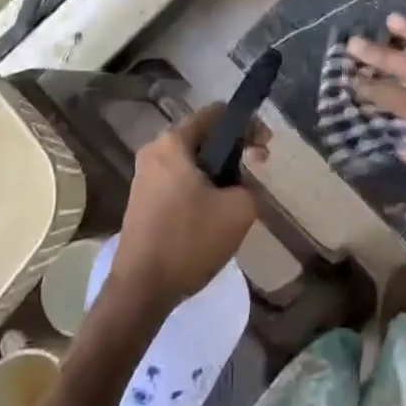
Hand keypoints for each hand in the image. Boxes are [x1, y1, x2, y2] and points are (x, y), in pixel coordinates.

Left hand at [111, 103, 268, 309]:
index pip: (216, 114)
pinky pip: (178, 180)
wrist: (140, 291)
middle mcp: (154, 150)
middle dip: (233, 149)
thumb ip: (251, 186)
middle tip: (257, 168)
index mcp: (173, 143)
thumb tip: (244, 184)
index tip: (266, 147)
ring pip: (191, 161)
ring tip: (238, 194)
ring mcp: (144, 176)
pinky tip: (213, 212)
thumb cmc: (188, 242)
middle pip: (203, 136)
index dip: (247, 125)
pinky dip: (199, 186)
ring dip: (217, 171)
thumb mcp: (238, 211)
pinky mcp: (141, 200)